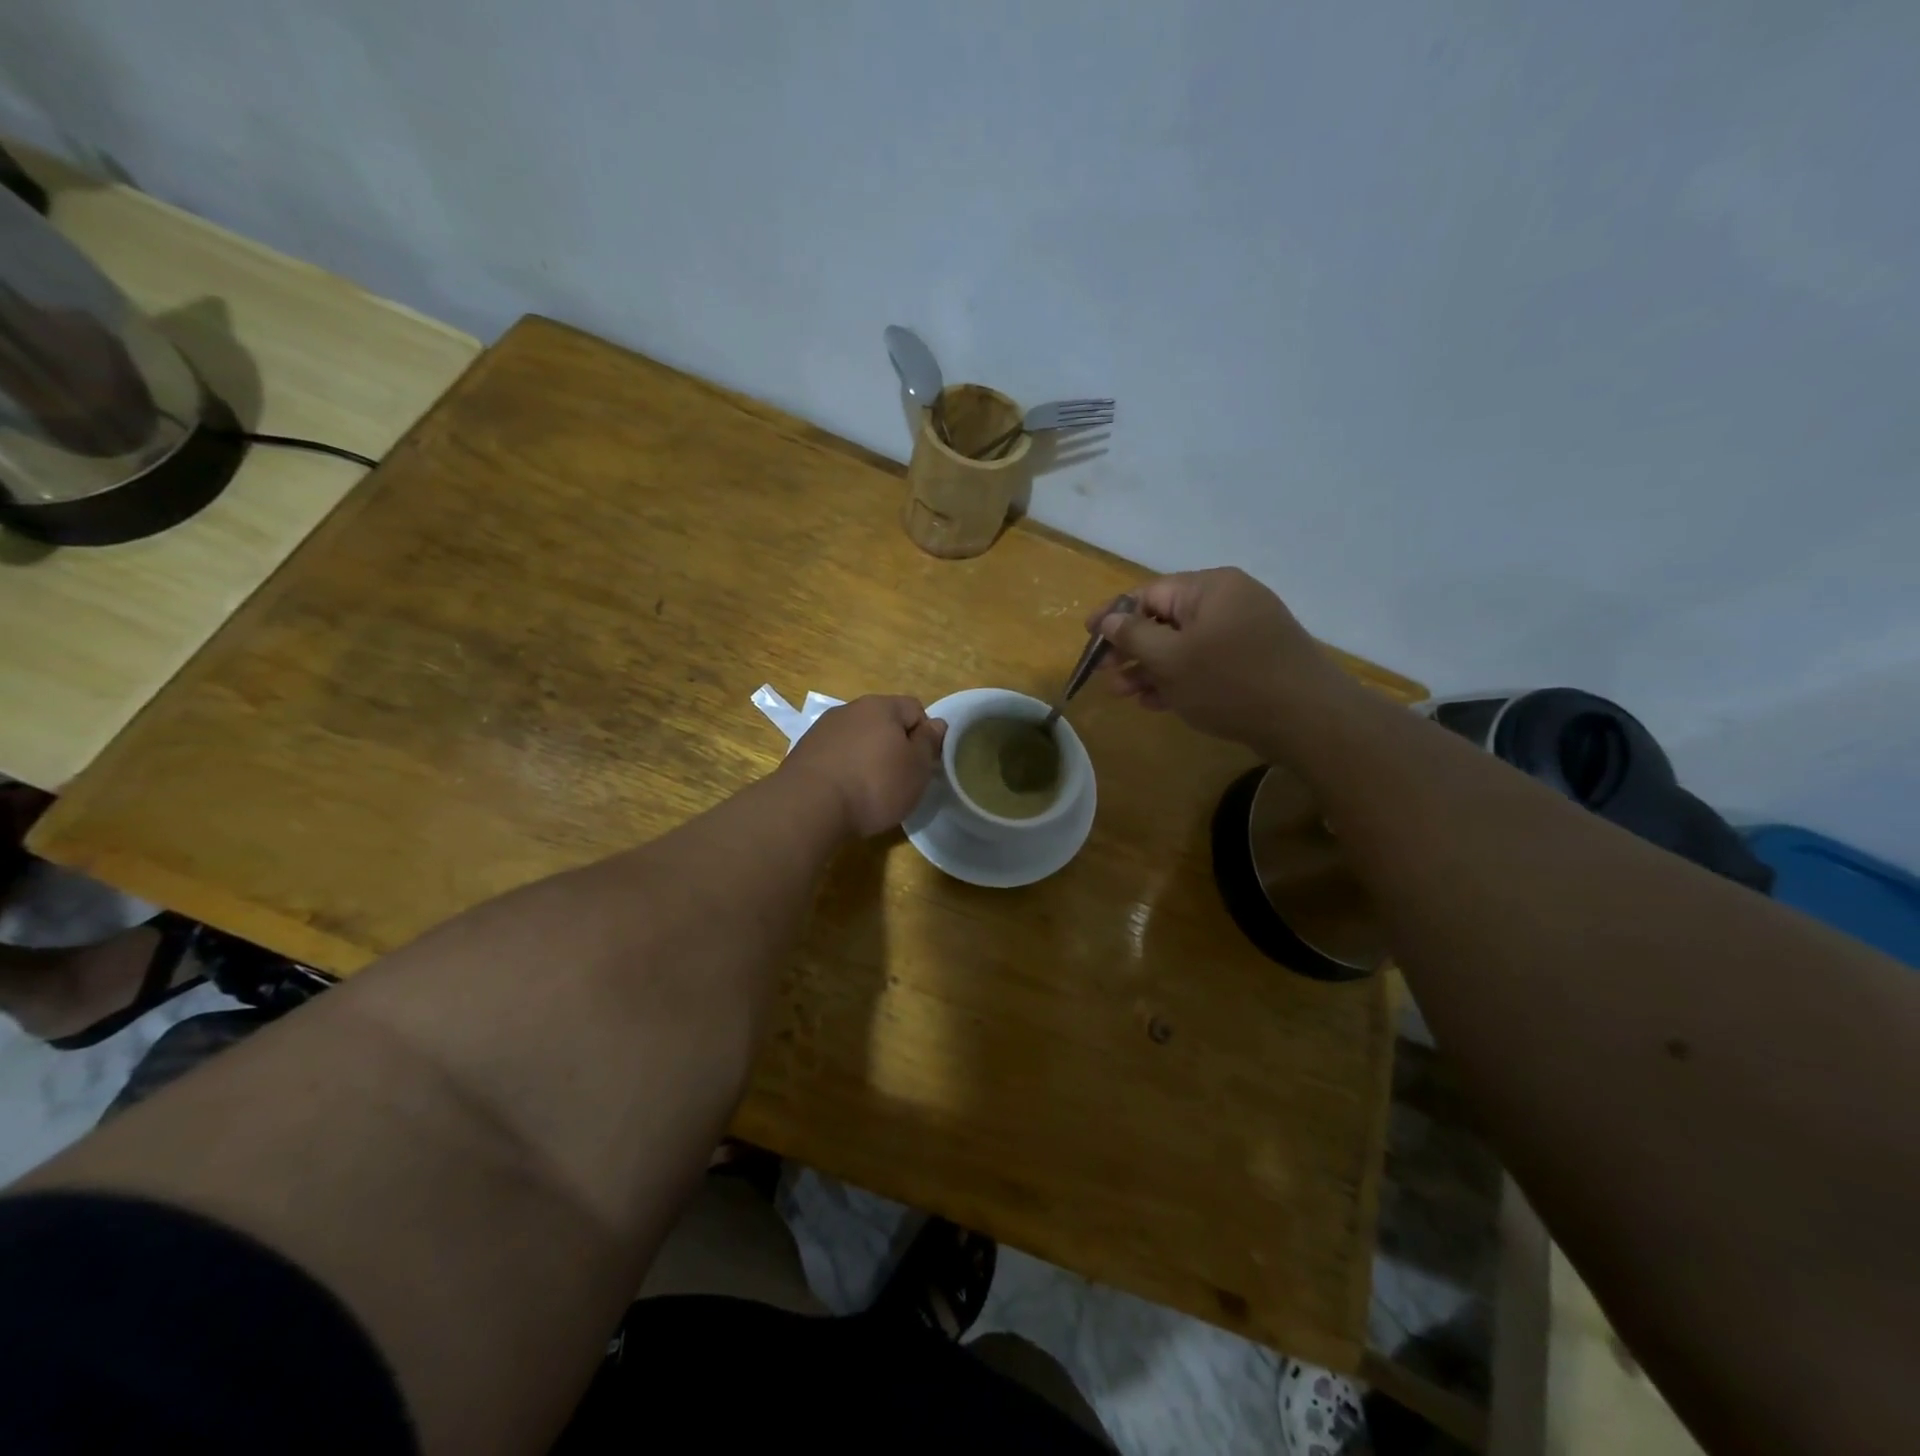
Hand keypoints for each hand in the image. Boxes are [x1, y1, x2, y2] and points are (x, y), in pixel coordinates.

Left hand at [780, 695, 946, 837]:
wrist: (808, 806)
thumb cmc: (874, 784)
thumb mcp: (916, 767)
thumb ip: (929, 742)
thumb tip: (937, 723)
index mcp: (881, 706)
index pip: (915, 708)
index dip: (924, 735)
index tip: (922, 764)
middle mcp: (849, 709)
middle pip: (884, 722)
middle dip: (894, 746)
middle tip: (900, 779)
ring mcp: (822, 729)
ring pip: (857, 738)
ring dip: (867, 757)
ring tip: (869, 790)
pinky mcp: (804, 752)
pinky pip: (836, 755)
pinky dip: (844, 769)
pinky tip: (845, 793)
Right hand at [1087, 568, 1359, 745]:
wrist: (1309, 720)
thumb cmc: (1231, 682)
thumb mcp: (1171, 660)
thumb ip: (1134, 636)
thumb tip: (1109, 619)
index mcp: (1210, 588)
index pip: (1149, 593)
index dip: (1114, 615)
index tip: (1088, 638)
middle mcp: (1228, 602)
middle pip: (1166, 619)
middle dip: (1132, 649)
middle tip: (1106, 676)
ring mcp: (1244, 633)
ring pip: (1184, 645)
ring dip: (1151, 669)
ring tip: (1125, 695)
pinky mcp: (1253, 662)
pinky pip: (1205, 663)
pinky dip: (1179, 679)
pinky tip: (1156, 702)